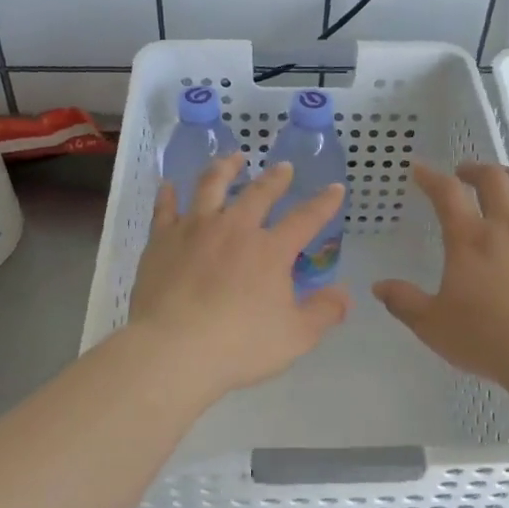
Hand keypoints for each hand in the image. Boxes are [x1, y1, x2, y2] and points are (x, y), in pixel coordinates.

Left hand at [128, 154, 350, 396]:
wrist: (174, 349)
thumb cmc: (239, 345)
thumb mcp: (296, 337)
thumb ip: (324, 312)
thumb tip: (346, 294)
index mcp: (271, 250)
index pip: (305, 218)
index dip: (323, 203)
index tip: (335, 188)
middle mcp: (235, 228)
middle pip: (259, 193)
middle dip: (276, 178)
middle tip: (284, 168)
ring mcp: (195, 230)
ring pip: (211, 186)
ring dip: (226, 168)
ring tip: (234, 158)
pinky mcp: (162, 240)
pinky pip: (166, 208)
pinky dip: (169, 194)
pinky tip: (169, 185)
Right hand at [374, 162, 508, 384]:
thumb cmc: (485, 337)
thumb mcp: (432, 324)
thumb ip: (404, 302)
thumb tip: (379, 287)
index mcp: (469, 240)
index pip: (446, 193)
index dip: (430, 177)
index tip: (419, 169)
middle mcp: (507, 226)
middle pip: (493, 178)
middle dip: (475, 169)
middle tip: (464, 174)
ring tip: (505, 181)